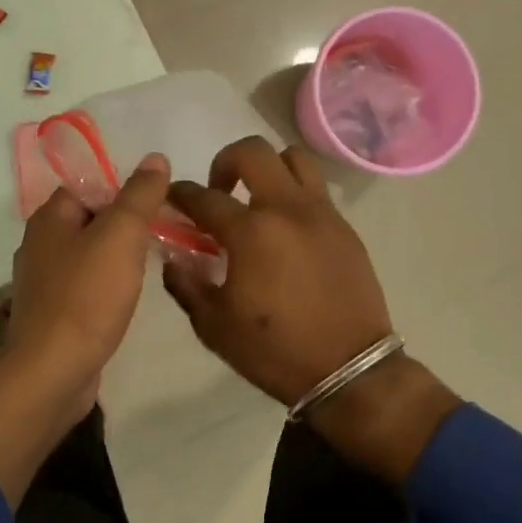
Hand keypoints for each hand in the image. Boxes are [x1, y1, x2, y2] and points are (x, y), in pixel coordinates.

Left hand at [0, 154, 170, 504]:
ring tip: (151, 264)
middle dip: (125, 225)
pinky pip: (86, 287)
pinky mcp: (54, 314)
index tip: (157, 206)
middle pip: (91, 220)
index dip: (123, 191)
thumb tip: (155, 158)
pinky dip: (108, 287)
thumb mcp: (121, 235)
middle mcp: (40, 244)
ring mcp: (44, 282)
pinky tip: (128, 297)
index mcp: (49, 218)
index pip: (89, 186)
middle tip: (162, 234)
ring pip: (90, 255)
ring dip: (118, 257)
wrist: (53, 373)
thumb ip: (139, 195)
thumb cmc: (87, 296)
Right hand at [164, 137, 457, 483]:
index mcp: (250, 232)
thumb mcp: (214, 326)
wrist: (350, 370)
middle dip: (225, 162)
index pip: (204, 198)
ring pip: (292, 158)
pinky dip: (293, 193)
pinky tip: (286, 227)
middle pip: (252, 152)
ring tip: (257, 199)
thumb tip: (173, 259)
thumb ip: (187, 285)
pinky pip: (315, 189)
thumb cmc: (275, 351)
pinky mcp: (344, 226)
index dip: (180, 194)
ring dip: (268, 168)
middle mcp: (286, 209)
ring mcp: (320, 213)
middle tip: (218, 192)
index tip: (171, 198)